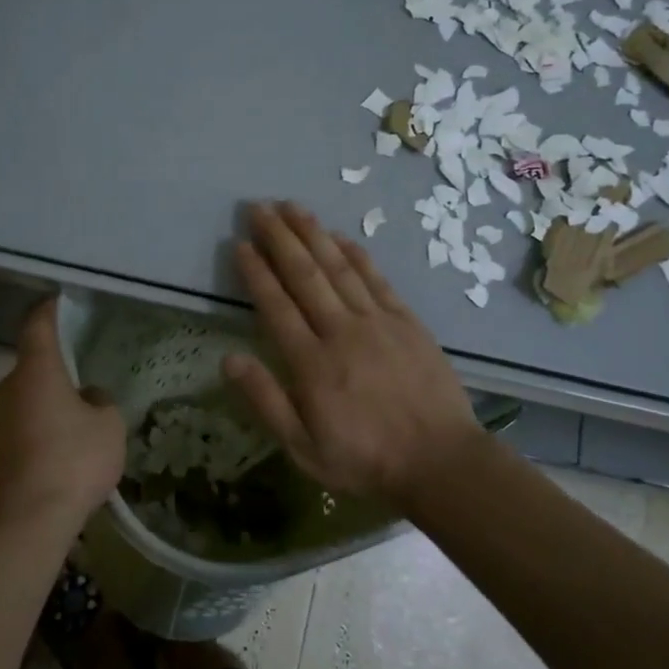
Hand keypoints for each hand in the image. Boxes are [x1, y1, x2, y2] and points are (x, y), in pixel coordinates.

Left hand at [0, 299, 125, 537]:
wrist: (23, 524)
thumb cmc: (73, 462)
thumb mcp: (109, 427)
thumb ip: (101, 403)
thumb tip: (87, 398)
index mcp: (36, 372)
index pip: (38, 327)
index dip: (48, 312)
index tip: (56, 302)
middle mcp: (4, 390)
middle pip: (30, 373)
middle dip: (52, 380)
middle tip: (80, 399)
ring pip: (19, 406)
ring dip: (40, 414)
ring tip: (67, 440)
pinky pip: (10, 437)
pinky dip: (28, 442)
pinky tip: (49, 468)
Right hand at [224, 201, 485, 508]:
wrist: (440, 461)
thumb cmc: (365, 460)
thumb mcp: (303, 448)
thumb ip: (266, 402)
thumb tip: (228, 359)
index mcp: (311, 363)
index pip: (275, 305)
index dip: (255, 272)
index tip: (240, 244)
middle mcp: (341, 331)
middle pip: (304, 274)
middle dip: (279, 238)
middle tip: (259, 208)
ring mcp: (377, 321)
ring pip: (338, 267)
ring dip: (313, 234)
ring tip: (292, 206)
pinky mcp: (406, 320)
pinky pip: (376, 278)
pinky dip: (356, 253)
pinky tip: (339, 235)